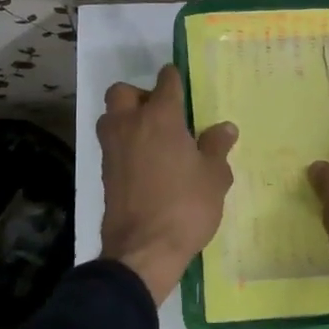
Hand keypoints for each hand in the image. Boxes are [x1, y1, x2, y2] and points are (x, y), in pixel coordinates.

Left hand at [98, 64, 237, 304]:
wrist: (143, 249)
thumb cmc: (185, 206)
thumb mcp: (214, 177)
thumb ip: (217, 147)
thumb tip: (225, 128)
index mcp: (160, 117)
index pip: (166, 81)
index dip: (175, 78)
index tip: (183, 84)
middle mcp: (130, 124)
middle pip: (123, 92)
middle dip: (140, 95)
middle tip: (162, 114)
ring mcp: (112, 148)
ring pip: (111, 116)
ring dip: (126, 119)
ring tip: (152, 139)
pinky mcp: (104, 172)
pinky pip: (112, 144)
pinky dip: (124, 145)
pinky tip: (145, 164)